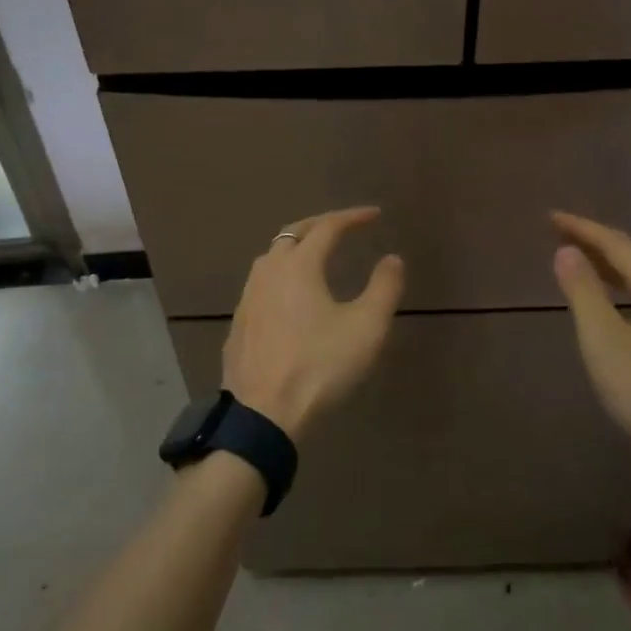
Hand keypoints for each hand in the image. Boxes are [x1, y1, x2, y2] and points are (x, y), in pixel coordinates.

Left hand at [222, 207, 404, 442]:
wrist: (263, 414)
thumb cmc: (319, 366)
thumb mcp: (366, 328)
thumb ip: (384, 288)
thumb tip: (392, 259)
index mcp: (299, 265)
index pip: (327, 227)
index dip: (352, 217)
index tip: (374, 215)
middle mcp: (268, 272)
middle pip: (292, 234)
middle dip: (320, 225)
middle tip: (343, 226)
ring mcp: (247, 298)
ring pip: (271, 258)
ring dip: (296, 248)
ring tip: (316, 256)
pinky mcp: (238, 324)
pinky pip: (261, 285)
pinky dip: (281, 276)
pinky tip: (289, 297)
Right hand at [551, 212, 630, 492]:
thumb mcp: (604, 343)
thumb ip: (584, 293)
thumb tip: (566, 251)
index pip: (618, 245)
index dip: (583, 229)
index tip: (551, 218)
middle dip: (597, 246)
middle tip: (561, 238)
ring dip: (613, 270)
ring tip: (584, 267)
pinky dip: (629, 292)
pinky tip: (620, 309)